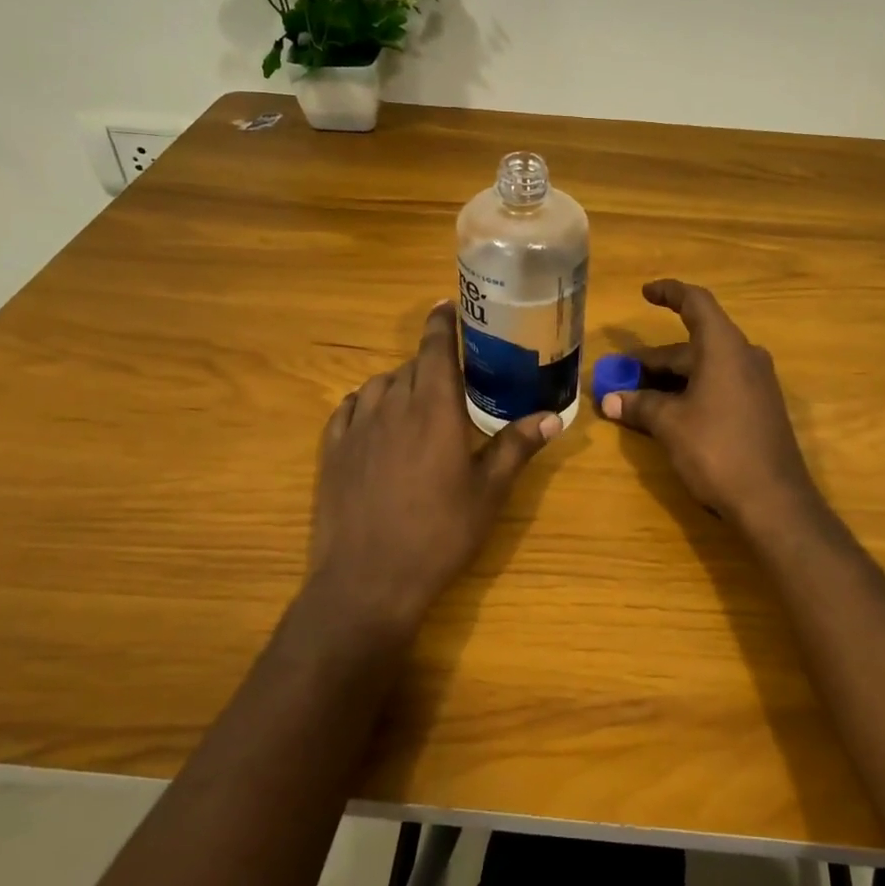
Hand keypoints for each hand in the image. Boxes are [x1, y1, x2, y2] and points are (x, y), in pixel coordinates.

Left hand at [306, 302, 561, 635]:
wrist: (369, 580)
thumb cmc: (439, 533)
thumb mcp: (488, 492)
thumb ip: (516, 447)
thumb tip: (553, 416)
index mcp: (434, 409)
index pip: (435, 349)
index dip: (441, 323)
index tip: (446, 305)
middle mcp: (392, 406)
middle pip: (410, 367)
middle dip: (429, 363)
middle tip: (450, 377)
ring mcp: (356, 428)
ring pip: (378, 385)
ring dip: (398, 383)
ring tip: (415, 400)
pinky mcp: (331, 451)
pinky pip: (348, 410)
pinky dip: (364, 404)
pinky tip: (373, 419)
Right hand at [601, 280, 820, 530]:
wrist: (774, 501)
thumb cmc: (717, 450)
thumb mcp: (670, 425)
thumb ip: (639, 405)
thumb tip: (608, 400)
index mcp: (725, 347)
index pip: (696, 303)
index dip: (669, 293)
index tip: (645, 292)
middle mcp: (744, 357)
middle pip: (694, 344)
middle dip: (654, 359)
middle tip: (620, 375)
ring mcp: (755, 385)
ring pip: (704, 369)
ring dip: (669, 380)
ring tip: (635, 398)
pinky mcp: (759, 410)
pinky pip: (718, 387)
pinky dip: (689, 393)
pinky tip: (667, 414)